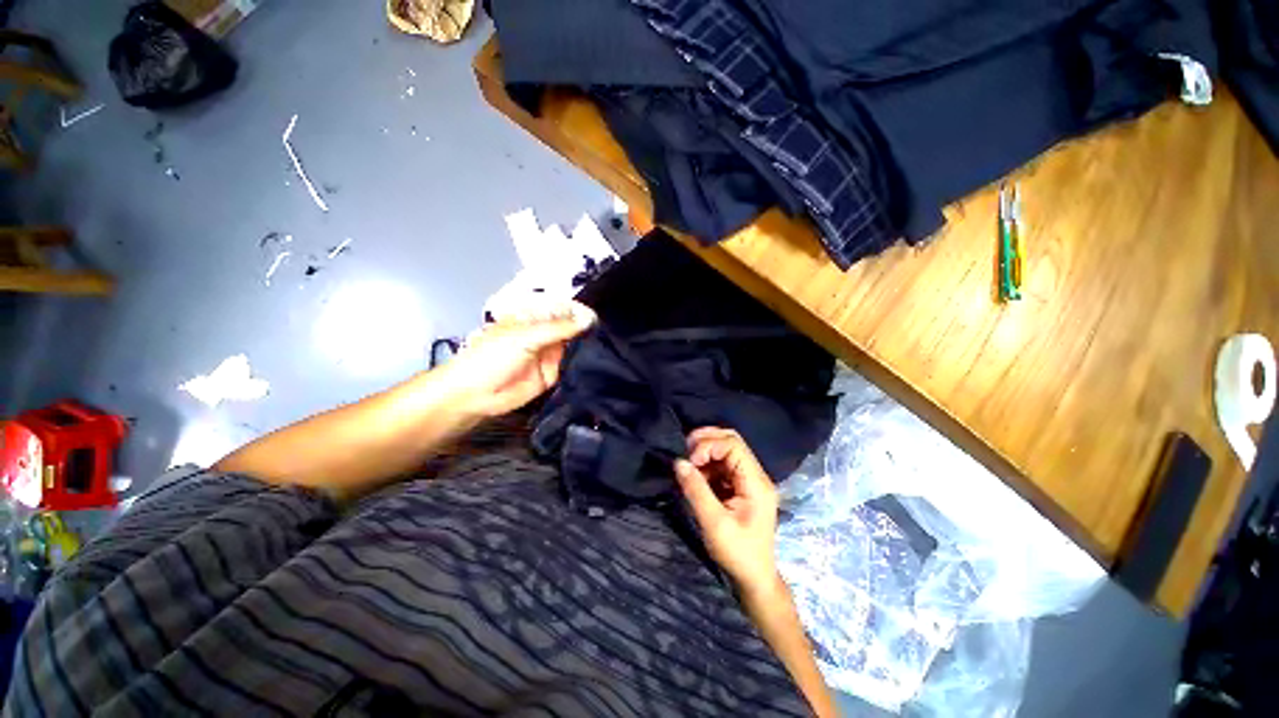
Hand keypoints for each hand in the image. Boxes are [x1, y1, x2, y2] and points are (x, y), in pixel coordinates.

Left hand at [443, 300, 594, 418]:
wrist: (475, 395)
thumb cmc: (491, 358)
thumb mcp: (525, 337)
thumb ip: (558, 329)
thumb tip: (588, 320)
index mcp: (534, 318)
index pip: (562, 310)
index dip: (580, 311)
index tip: (599, 316)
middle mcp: (545, 334)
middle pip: (572, 328)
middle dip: (587, 329)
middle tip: (609, 332)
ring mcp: (549, 355)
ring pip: (574, 347)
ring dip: (587, 347)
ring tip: (609, 346)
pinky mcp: (553, 374)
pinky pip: (571, 367)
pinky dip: (582, 365)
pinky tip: (598, 363)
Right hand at [675, 427, 779, 594]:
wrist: (754, 578)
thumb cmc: (737, 553)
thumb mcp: (714, 523)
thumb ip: (696, 490)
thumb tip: (678, 462)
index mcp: (756, 483)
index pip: (733, 445)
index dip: (709, 445)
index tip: (690, 461)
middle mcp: (756, 475)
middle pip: (732, 441)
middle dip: (706, 441)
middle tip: (685, 451)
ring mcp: (749, 480)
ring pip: (726, 450)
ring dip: (705, 452)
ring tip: (688, 464)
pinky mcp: (741, 486)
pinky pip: (723, 464)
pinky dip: (707, 464)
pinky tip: (696, 475)